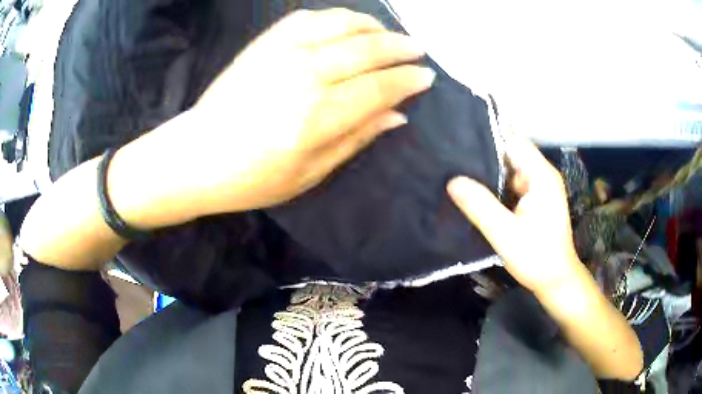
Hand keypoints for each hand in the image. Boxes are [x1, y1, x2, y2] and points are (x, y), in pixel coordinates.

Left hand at [191, 8, 434, 212]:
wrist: (197, 157)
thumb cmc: (252, 178)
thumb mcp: (310, 175)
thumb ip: (356, 139)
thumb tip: (398, 115)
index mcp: (318, 118)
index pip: (379, 87)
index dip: (408, 79)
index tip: (427, 76)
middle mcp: (304, 76)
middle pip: (366, 49)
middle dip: (400, 47)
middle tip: (417, 49)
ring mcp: (280, 53)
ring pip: (340, 24)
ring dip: (372, 25)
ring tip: (387, 33)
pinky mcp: (262, 44)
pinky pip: (306, 18)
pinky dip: (333, 17)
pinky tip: (345, 24)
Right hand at [447, 134, 579, 293]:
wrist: (556, 281)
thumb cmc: (536, 257)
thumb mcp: (505, 233)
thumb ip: (480, 206)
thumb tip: (452, 181)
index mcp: (541, 175)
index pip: (513, 141)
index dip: (488, 136)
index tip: (460, 136)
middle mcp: (542, 175)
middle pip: (511, 153)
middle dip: (484, 154)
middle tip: (452, 156)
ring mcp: (540, 188)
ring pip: (510, 170)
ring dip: (489, 171)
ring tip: (458, 170)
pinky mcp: (535, 200)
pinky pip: (512, 184)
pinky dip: (496, 186)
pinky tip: (476, 191)